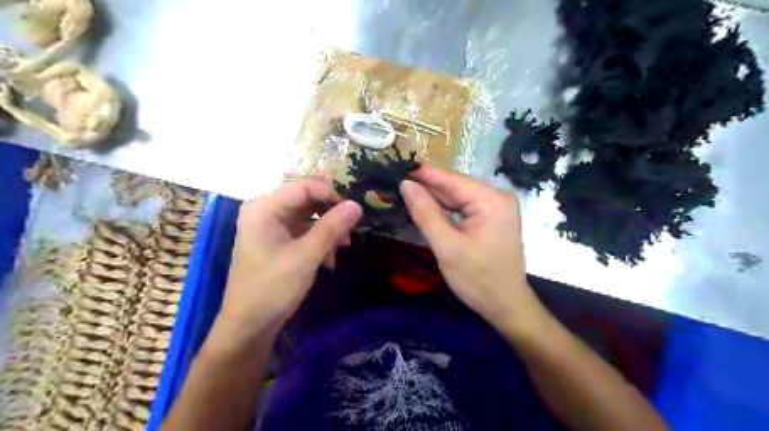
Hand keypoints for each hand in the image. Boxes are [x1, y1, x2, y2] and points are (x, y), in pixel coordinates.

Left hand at [212, 179, 364, 344]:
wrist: (249, 326)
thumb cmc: (273, 288)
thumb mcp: (306, 256)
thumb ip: (332, 227)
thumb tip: (357, 205)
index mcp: (264, 207)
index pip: (304, 187)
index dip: (331, 195)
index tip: (353, 212)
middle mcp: (265, 210)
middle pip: (307, 200)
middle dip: (331, 215)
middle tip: (350, 233)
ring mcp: (270, 226)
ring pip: (308, 216)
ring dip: (328, 230)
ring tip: (342, 248)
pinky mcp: (276, 241)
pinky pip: (303, 231)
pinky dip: (318, 240)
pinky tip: (329, 258)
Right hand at [403, 166, 546, 338]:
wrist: (506, 306)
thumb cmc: (478, 279)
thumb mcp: (447, 247)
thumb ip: (426, 213)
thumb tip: (406, 185)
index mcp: (491, 200)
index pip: (452, 180)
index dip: (424, 174)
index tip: (397, 167)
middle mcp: (497, 198)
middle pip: (456, 187)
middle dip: (427, 186)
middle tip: (396, 182)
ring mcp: (496, 208)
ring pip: (458, 198)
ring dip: (434, 198)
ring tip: (405, 192)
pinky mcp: (491, 219)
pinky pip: (463, 208)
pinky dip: (445, 210)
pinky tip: (426, 207)